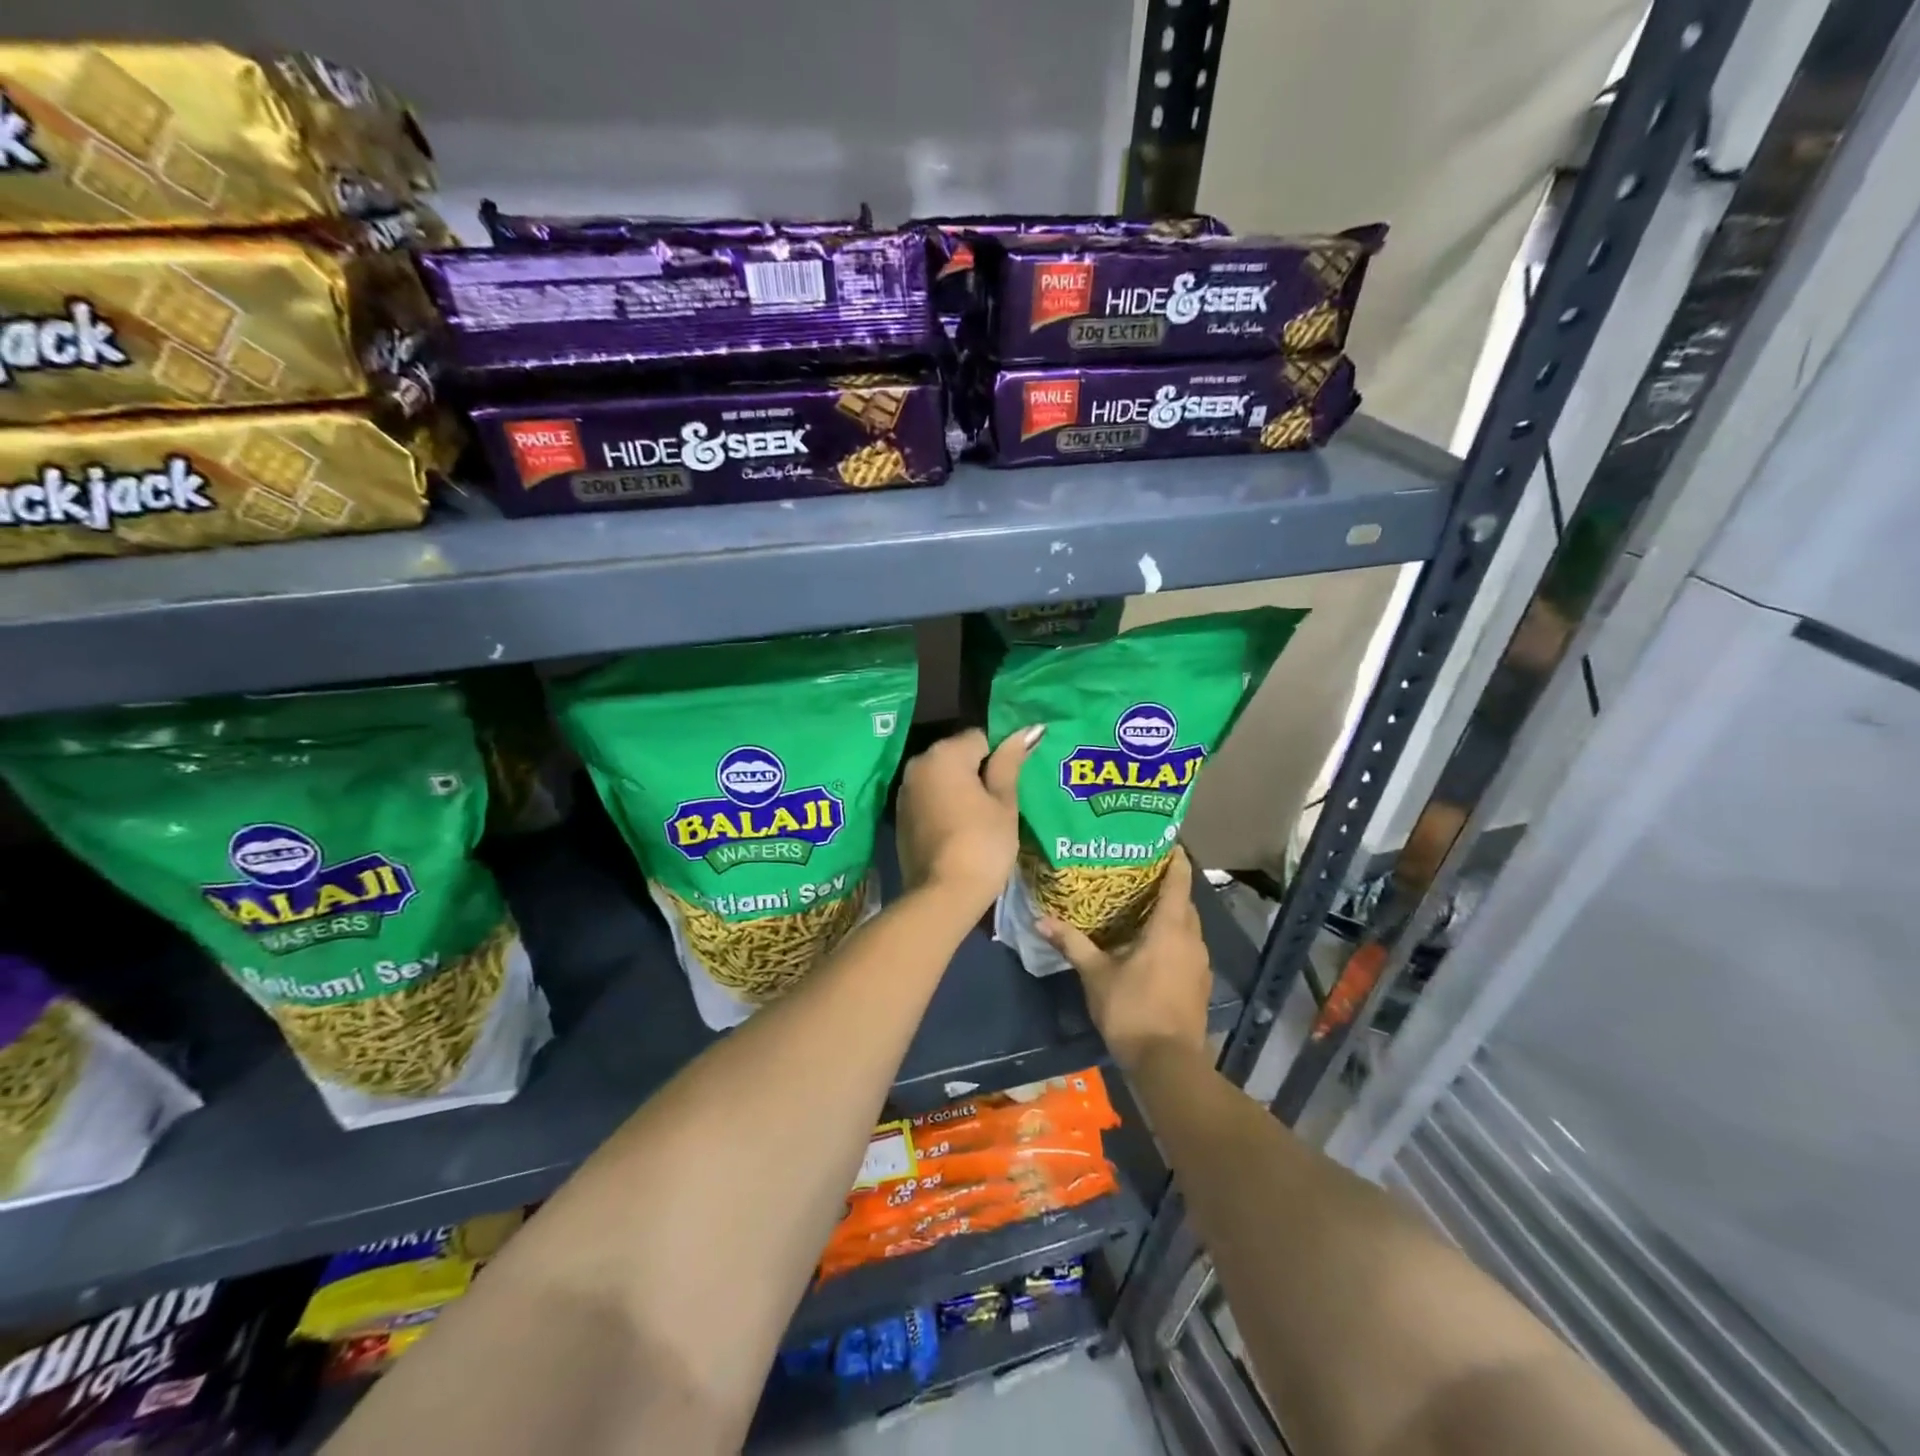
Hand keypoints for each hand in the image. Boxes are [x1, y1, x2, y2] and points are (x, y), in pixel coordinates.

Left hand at [896, 725, 1043, 914]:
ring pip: (942, 777)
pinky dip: (945, 805)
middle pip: (957, 755)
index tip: (1012, 784)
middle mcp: (918, 764)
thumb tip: (1029, 730)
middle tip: (1001, 803)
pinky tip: (961, 829)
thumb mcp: (1004, 802)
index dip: (1001, 757)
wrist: (943, 895)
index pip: (980, 737)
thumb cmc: (983, 843)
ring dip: (961, 789)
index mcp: (944, 754)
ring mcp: (905, 791)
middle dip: (979, 771)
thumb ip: (1010, 762)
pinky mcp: (900, 816)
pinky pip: (929, 798)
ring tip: (982, 818)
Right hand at [1038, 848, 1211, 1071]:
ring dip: (1171, 914)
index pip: (1179, 880)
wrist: (1168, 1064)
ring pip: (1188, 926)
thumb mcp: (1096, 975)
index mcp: (1170, 928)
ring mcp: (1200, 963)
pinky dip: (1173, 937)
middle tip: (1138, 872)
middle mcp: (1192, 939)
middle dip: (1167, 885)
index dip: (1175, 857)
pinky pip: (1188, 947)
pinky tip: (1151, 946)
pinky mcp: (1200, 983)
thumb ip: (1072, 943)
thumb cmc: (1132, 1009)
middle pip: (1184, 902)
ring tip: (1141, 906)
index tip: (1163, 839)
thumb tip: (1041, 919)